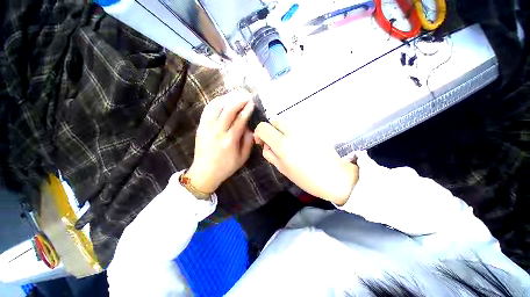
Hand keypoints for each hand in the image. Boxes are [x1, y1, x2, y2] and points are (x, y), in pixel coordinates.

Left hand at [186, 91, 254, 192]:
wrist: (204, 172)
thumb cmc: (226, 167)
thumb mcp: (243, 157)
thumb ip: (248, 141)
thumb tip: (250, 127)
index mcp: (229, 141)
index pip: (239, 120)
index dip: (247, 110)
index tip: (252, 102)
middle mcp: (217, 132)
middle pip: (228, 110)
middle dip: (238, 100)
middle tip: (246, 95)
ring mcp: (206, 128)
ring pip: (216, 107)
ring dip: (227, 98)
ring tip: (236, 95)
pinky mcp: (200, 127)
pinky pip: (208, 110)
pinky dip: (216, 102)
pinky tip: (223, 100)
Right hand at [254, 121, 357, 204]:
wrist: (334, 176)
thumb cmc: (305, 178)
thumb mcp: (282, 168)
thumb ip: (269, 153)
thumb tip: (265, 143)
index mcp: (283, 144)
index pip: (263, 127)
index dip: (259, 133)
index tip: (262, 142)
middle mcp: (292, 131)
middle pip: (275, 120)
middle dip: (271, 129)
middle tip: (274, 142)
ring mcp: (304, 128)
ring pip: (286, 121)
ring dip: (281, 130)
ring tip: (288, 144)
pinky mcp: (313, 128)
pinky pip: (296, 125)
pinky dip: (292, 131)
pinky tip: (299, 143)